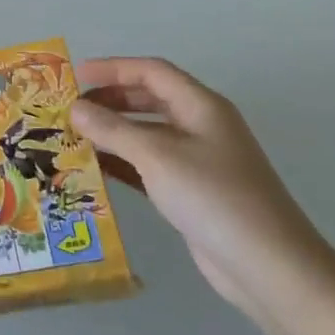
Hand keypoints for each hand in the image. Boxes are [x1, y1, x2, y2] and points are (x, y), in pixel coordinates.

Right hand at [69, 57, 334, 318]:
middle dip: (108, 99)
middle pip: (148, 98)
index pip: (151, 71)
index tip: (73, 76)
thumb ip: (112, 129)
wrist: (266, 265)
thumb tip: (74, 109)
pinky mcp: (189, 191)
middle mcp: (199, 126)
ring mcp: (196, 160)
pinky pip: (147, 165)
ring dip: (110, 132)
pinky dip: (120, 162)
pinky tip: (92, 168)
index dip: (112, 68)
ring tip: (71, 136)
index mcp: (201, 106)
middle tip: (68, 108)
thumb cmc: (213, 197)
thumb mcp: (157, 156)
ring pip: (145, 133)